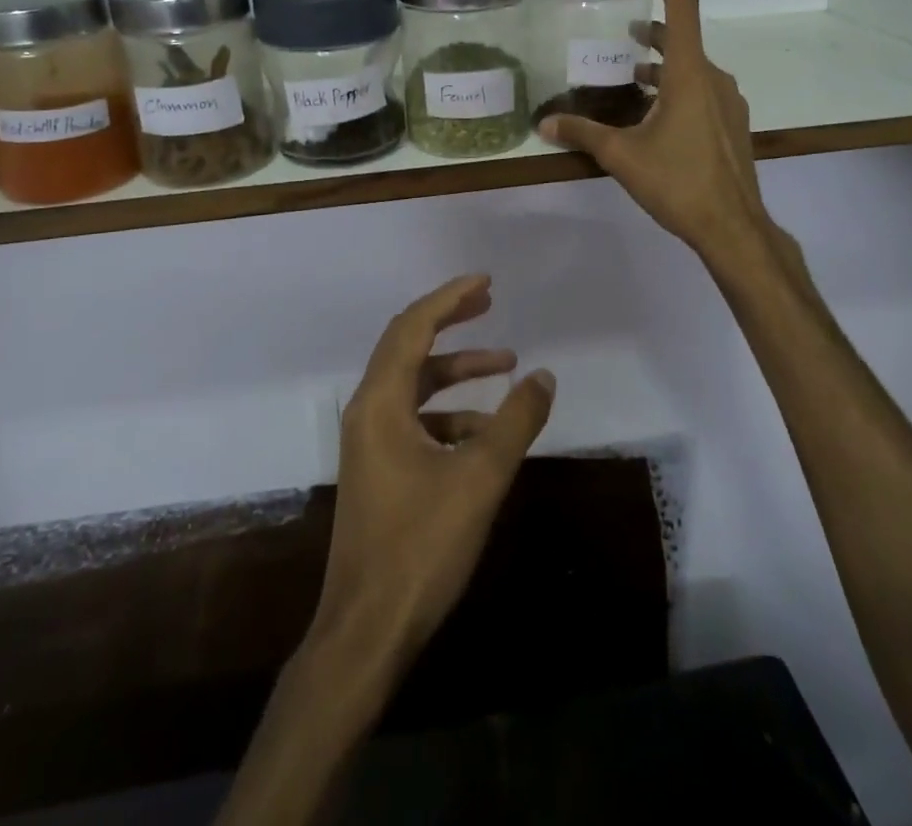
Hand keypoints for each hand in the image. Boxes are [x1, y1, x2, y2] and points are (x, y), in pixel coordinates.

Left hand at [314, 274, 555, 673]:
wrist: (366, 630)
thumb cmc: (420, 547)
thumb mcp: (479, 479)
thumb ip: (515, 422)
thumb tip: (544, 376)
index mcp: (381, 402)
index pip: (413, 327)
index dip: (449, 298)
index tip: (485, 282)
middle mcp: (368, 410)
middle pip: (407, 345)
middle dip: (450, 321)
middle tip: (489, 302)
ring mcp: (369, 441)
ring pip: (414, 385)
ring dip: (456, 370)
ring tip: (505, 366)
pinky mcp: (378, 467)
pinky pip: (414, 419)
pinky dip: (449, 412)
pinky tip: (485, 432)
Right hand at [538, 0, 768, 257]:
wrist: (733, 227)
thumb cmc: (678, 183)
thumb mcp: (622, 156)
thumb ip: (582, 133)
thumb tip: (544, 125)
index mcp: (689, 74)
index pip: (682, 4)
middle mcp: (712, 78)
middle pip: (683, 35)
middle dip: (653, 25)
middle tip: (622, 25)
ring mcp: (726, 101)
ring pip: (691, 65)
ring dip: (662, 60)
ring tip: (630, 68)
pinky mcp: (730, 123)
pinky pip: (699, 88)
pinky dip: (674, 84)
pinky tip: (653, 110)